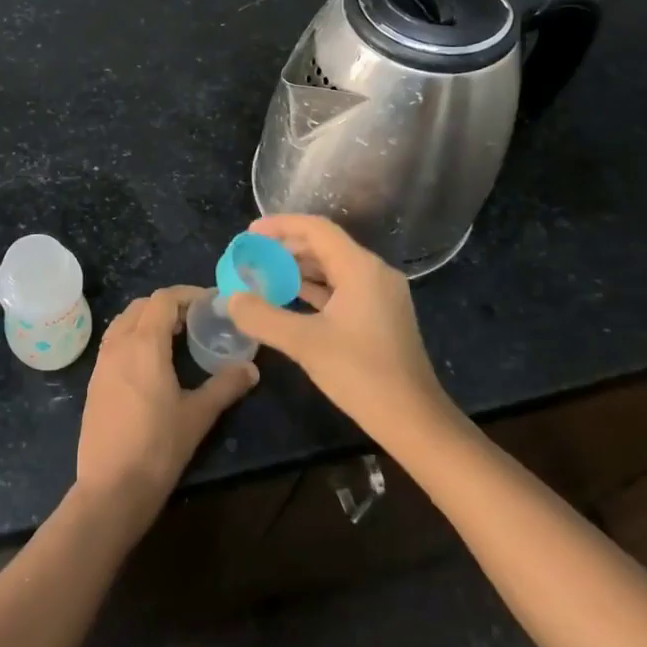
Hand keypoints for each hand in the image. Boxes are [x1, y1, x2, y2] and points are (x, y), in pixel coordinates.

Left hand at [74, 285, 258, 521]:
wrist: (111, 487)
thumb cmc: (158, 447)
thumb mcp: (198, 415)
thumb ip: (226, 386)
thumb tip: (252, 368)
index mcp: (144, 343)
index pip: (163, 299)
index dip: (188, 294)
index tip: (211, 303)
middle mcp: (118, 344)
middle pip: (141, 306)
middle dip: (168, 305)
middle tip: (195, 321)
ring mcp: (101, 362)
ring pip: (124, 322)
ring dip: (147, 320)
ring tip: (174, 338)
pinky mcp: (94, 381)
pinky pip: (114, 343)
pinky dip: (133, 338)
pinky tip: (151, 363)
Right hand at [226, 215, 455, 438]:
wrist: (414, 421)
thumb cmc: (361, 374)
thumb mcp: (304, 343)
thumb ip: (263, 316)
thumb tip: (232, 298)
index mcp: (360, 268)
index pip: (316, 229)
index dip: (280, 226)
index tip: (249, 234)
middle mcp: (374, 273)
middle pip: (324, 246)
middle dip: (285, 249)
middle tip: (252, 258)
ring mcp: (380, 295)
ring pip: (333, 268)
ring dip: (298, 270)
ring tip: (263, 277)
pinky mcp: (380, 316)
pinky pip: (341, 289)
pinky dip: (313, 289)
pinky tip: (289, 300)